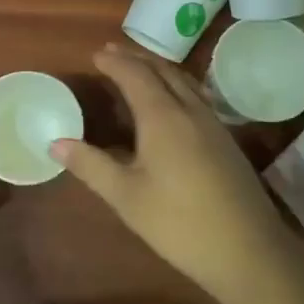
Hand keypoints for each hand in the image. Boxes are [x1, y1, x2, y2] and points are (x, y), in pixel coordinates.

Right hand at [52, 45, 302, 300]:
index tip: (95, 55)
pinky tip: (173, 103)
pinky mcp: (226, 140)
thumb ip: (91, 165)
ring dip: (159, 69)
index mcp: (163, 116)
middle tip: (113, 53)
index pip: (135, 75)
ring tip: (140, 69)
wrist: (247, 249)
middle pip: (163, 71)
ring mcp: (213, 124)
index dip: (115, 62)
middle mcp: (190, 110)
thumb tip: (55, 142)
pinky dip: (177, 86)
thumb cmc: (178, 222)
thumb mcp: (126, 196)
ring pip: (184, 82)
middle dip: (136, 58)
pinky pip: (197, 97)